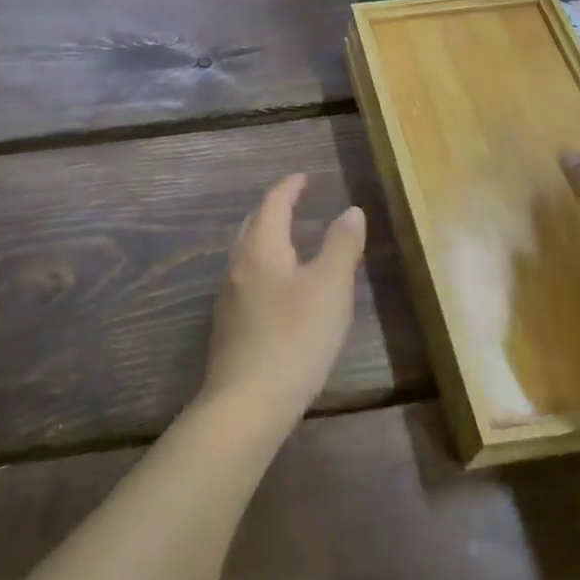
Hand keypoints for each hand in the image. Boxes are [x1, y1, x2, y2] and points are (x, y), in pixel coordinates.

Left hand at [198, 174, 365, 432]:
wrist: (247, 402)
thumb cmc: (295, 338)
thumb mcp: (330, 288)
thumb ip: (341, 246)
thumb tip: (351, 211)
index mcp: (261, 248)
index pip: (272, 203)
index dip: (289, 187)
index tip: (304, 177)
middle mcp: (238, 264)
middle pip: (253, 223)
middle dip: (274, 207)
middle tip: (296, 201)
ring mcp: (228, 295)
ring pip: (247, 251)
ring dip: (267, 236)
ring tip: (290, 237)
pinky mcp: (228, 323)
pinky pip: (246, 276)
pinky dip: (264, 263)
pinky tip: (278, 284)